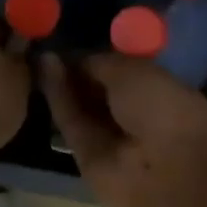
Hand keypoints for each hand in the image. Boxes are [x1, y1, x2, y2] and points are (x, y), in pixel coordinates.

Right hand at [40, 52, 206, 206]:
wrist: (165, 167)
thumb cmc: (162, 107)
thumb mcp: (132, 70)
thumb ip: (100, 63)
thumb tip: (75, 60)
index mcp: (158, 93)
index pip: (120, 73)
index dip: (96, 58)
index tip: (69, 39)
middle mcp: (134, 116)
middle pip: (96, 91)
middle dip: (75, 71)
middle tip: (48, 46)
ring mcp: (109, 138)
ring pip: (80, 107)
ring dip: (62, 81)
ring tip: (40, 55)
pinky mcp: (85, 156)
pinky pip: (70, 122)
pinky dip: (57, 97)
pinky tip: (44, 71)